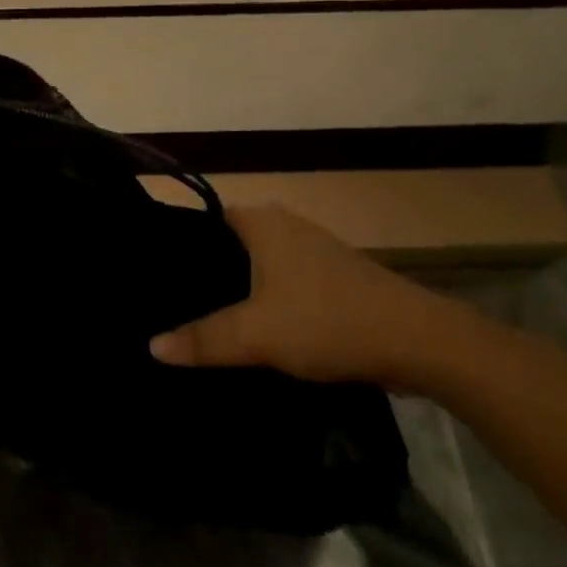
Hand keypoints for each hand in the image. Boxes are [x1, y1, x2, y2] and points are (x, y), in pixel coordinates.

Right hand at [149, 206, 466, 389]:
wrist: (416, 339)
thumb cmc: (326, 321)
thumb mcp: (257, 334)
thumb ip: (203, 339)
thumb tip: (151, 345)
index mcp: (260, 221)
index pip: (204, 221)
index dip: (181, 246)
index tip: (158, 277)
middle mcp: (283, 223)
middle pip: (229, 243)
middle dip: (206, 272)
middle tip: (173, 304)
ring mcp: (311, 247)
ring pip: (258, 263)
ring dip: (238, 288)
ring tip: (205, 320)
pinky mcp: (332, 275)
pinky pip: (282, 279)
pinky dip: (266, 297)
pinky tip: (256, 329)